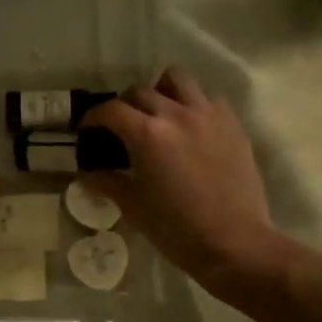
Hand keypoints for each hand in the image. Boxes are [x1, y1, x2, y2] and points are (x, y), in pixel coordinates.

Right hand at [82, 67, 276, 289]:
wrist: (234, 242)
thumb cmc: (176, 229)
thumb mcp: (134, 207)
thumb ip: (108, 183)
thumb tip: (88, 175)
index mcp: (147, 134)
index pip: (111, 110)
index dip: (94, 118)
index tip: (89, 130)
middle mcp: (176, 113)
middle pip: (140, 91)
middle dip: (124, 105)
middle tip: (121, 126)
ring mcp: (208, 115)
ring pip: (178, 79)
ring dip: (161, 90)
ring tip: (159, 112)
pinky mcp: (232, 124)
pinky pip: (208, 98)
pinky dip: (193, 104)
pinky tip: (190, 128)